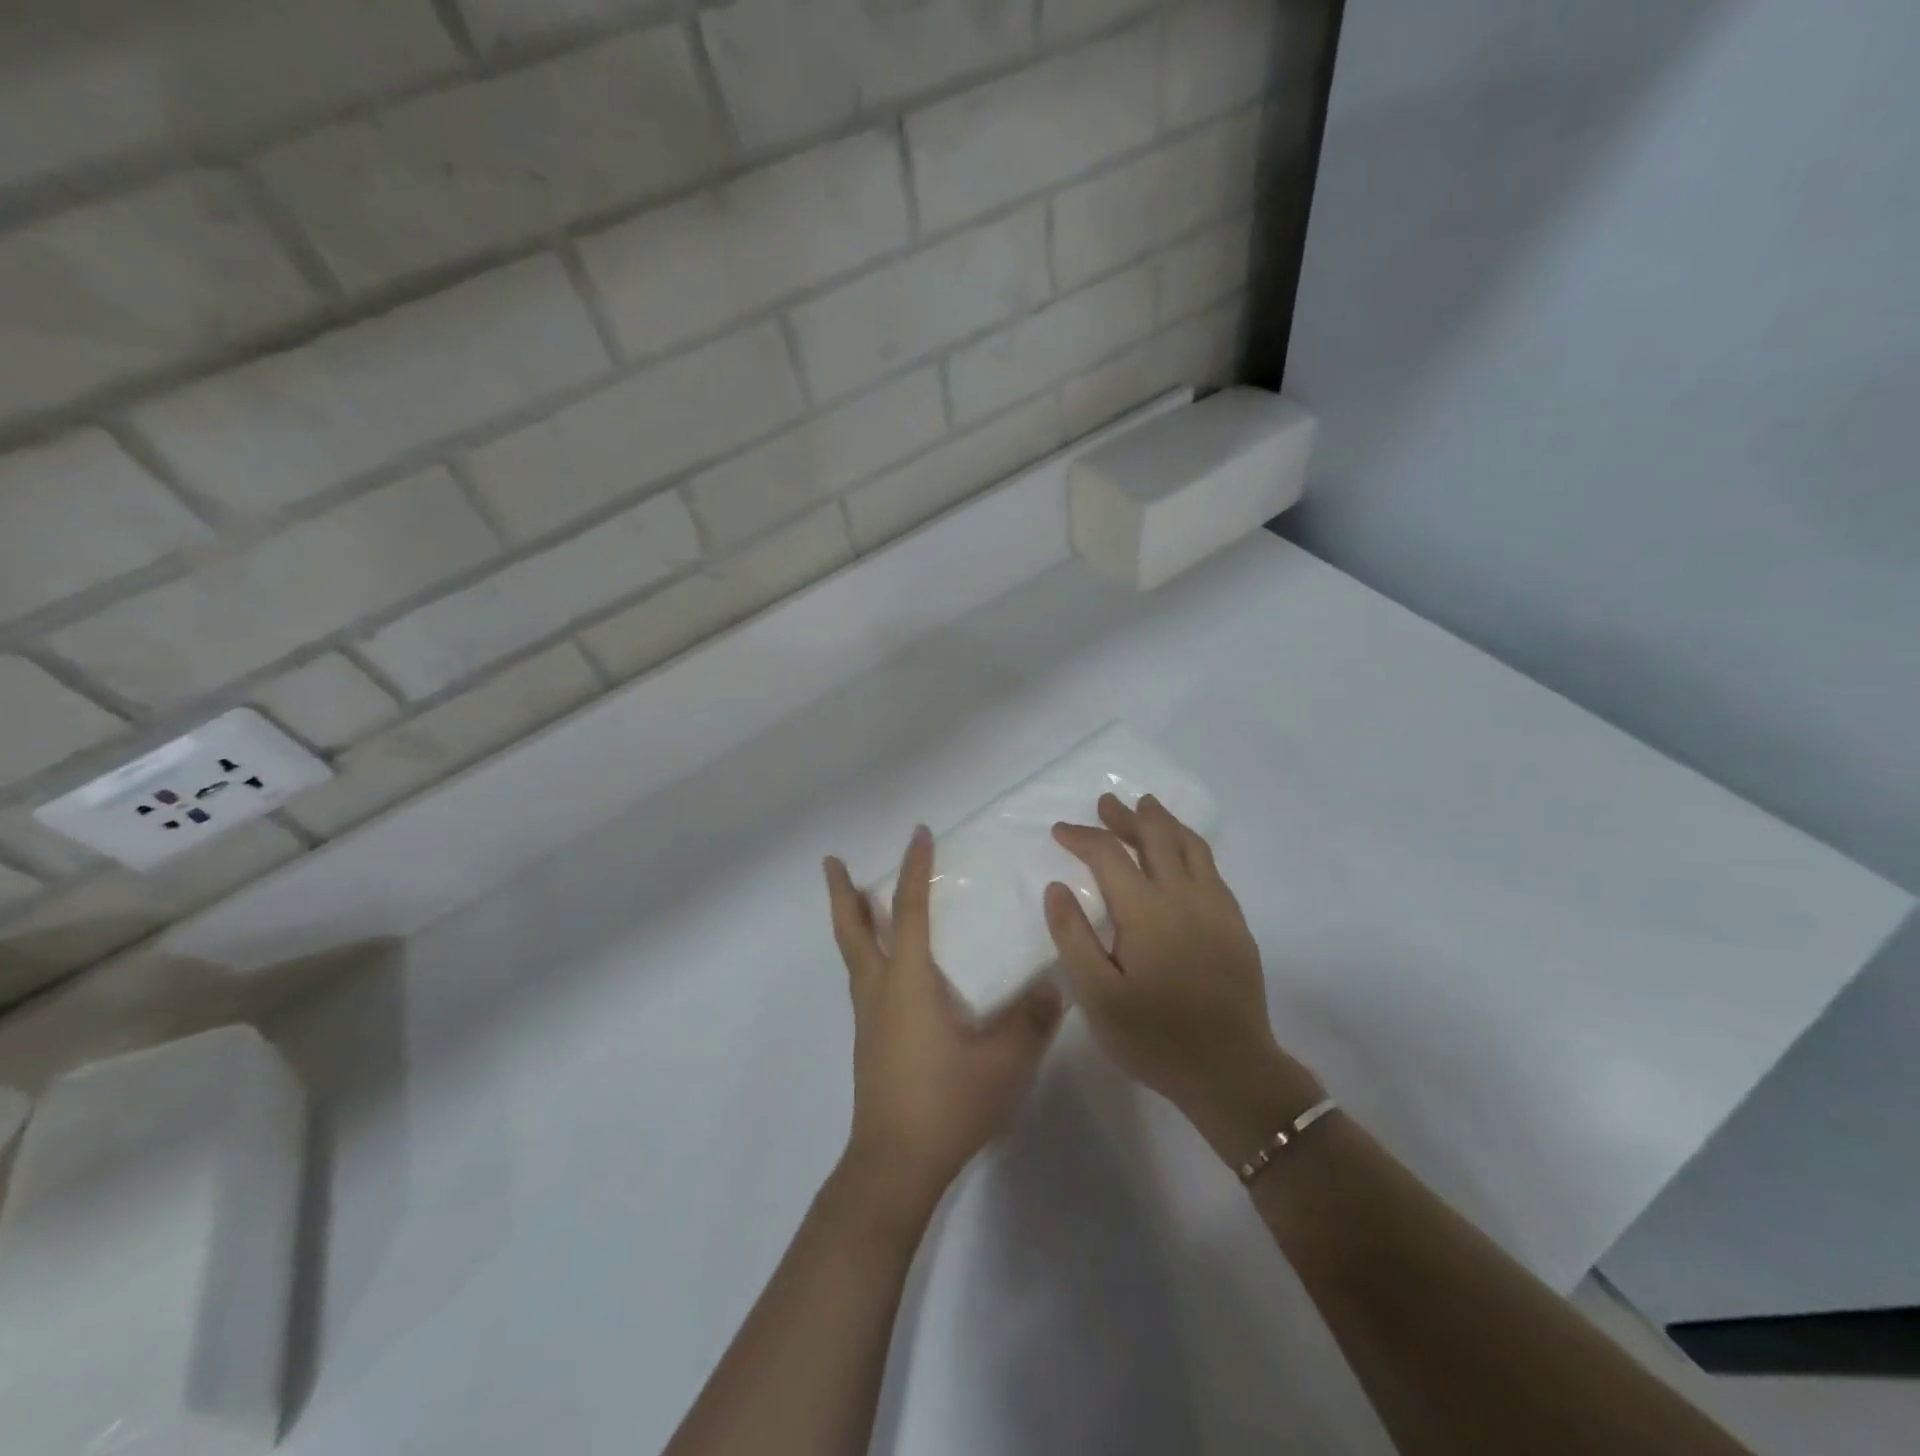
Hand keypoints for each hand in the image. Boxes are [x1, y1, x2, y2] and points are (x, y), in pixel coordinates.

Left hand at [824, 826, 1062, 1216]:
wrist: (894, 1165)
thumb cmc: (946, 1103)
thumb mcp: (1003, 1062)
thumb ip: (1032, 1019)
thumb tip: (1055, 984)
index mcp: (907, 982)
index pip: (909, 911)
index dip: (914, 869)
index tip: (919, 834)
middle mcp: (879, 990)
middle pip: (853, 930)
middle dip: (843, 893)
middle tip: (832, 861)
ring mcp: (868, 1018)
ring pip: (854, 955)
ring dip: (853, 922)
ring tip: (860, 901)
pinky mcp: (869, 1041)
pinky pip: (864, 980)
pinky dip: (868, 954)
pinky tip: (890, 968)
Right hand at [1044, 795, 1320, 1158]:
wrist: (1232, 1072)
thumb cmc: (1155, 1038)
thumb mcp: (1097, 996)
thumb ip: (1073, 937)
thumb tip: (1057, 887)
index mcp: (1146, 911)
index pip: (1109, 855)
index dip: (1082, 837)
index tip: (1060, 830)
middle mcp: (1184, 896)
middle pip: (1155, 837)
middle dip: (1126, 816)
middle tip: (1106, 803)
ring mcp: (1216, 908)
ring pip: (1190, 846)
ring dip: (1163, 822)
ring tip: (1147, 807)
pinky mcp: (1235, 924)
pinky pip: (1211, 868)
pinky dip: (1190, 846)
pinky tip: (1182, 854)